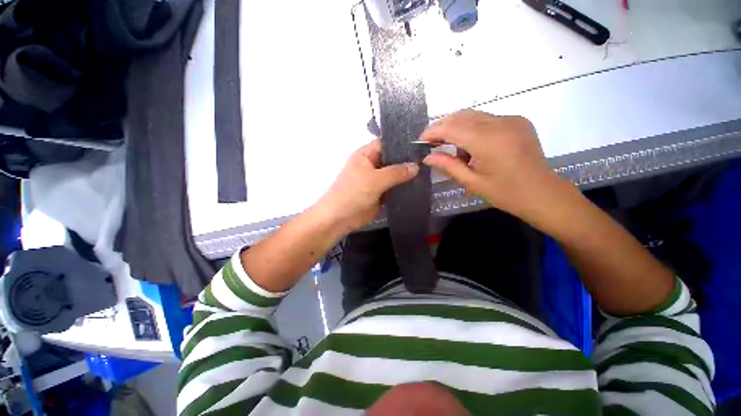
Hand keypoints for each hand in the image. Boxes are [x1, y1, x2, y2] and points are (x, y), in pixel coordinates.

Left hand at [317, 139, 418, 232]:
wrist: (340, 218)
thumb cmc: (353, 193)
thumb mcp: (375, 179)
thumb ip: (396, 172)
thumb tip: (416, 166)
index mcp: (365, 155)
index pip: (386, 144)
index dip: (401, 144)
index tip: (421, 146)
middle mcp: (371, 165)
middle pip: (392, 160)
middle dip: (407, 162)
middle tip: (428, 161)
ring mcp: (375, 181)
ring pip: (394, 175)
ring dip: (406, 177)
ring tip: (427, 173)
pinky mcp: (379, 194)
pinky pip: (393, 189)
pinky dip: (403, 189)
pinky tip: (419, 187)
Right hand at [421, 110, 562, 220]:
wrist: (542, 193)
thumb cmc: (506, 193)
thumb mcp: (472, 183)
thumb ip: (448, 166)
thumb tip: (427, 157)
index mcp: (489, 141)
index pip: (452, 127)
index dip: (433, 131)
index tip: (420, 140)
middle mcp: (501, 123)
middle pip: (461, 116)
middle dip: (442, 127)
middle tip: (432, 144)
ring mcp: (511, 119)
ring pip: (473, 115)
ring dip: (457, 128)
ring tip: (453, 149)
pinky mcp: (517, 121)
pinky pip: (486, 119)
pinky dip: (472, 128)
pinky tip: (473, 146)